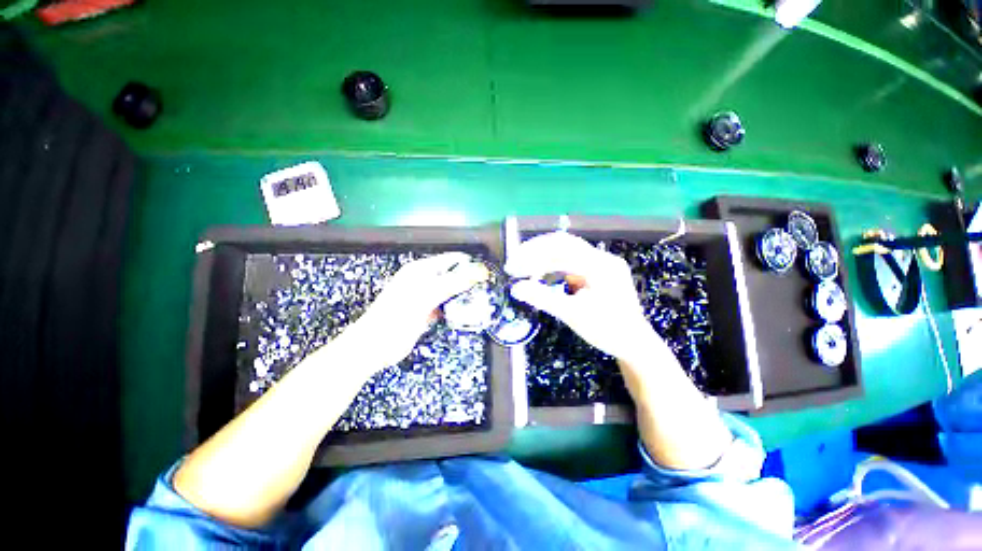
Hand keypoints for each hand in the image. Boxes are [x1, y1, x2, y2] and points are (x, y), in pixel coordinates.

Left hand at [335, 252, 487, 371]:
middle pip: (453, 275)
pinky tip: (464, 313)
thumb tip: (479, 271)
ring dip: (463, 295)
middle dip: (469, 281)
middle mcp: (424, 280)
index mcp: (422, 270)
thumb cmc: (397, 317)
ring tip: (480, 301)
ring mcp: (425, 296)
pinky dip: (455, 307)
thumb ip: (454, 282)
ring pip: (450, 291)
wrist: (374, 346)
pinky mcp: (426, 311)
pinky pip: (445, 305)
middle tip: (486, 290)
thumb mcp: (428, 295)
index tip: (487, 275)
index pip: (452, 260)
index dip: (470, 265)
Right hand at [505, 232, 663, 362]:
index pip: (560, 249)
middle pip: (563, 244)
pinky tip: (542, 277)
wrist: (634, 345)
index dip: (533, 256)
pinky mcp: (598, 272)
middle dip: (535, 252)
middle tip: (515, 264)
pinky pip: (572, 264)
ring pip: (566, 252)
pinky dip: (554, 268)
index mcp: (600, 265)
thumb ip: (543, 298)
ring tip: (525, 270)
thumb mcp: (572, 314)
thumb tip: (515, 288)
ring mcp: (601, 264)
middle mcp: (602, 258)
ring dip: (543, 259)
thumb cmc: (607, 330)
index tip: (513, 267)